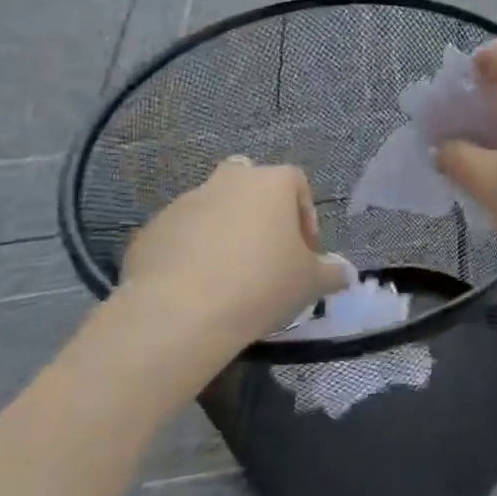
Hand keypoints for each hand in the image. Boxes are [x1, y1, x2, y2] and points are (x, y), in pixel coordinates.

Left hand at [118, 157, 347, 357]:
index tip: (305, 253)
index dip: (305, 216)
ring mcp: (185, 203)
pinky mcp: (151, 231)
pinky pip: (180, 236)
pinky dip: (190, 254)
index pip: (297, 183)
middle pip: (249, 185)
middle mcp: (228, 181)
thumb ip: (332, 273)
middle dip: (259, 213)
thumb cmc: (262, 285)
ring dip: (223, 233)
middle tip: (265, 254)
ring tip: (228, 278)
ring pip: (212, 209)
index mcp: (271, 183)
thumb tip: (345, 273)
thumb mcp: (311, 284)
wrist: (180, 313)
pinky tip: (196, 289)